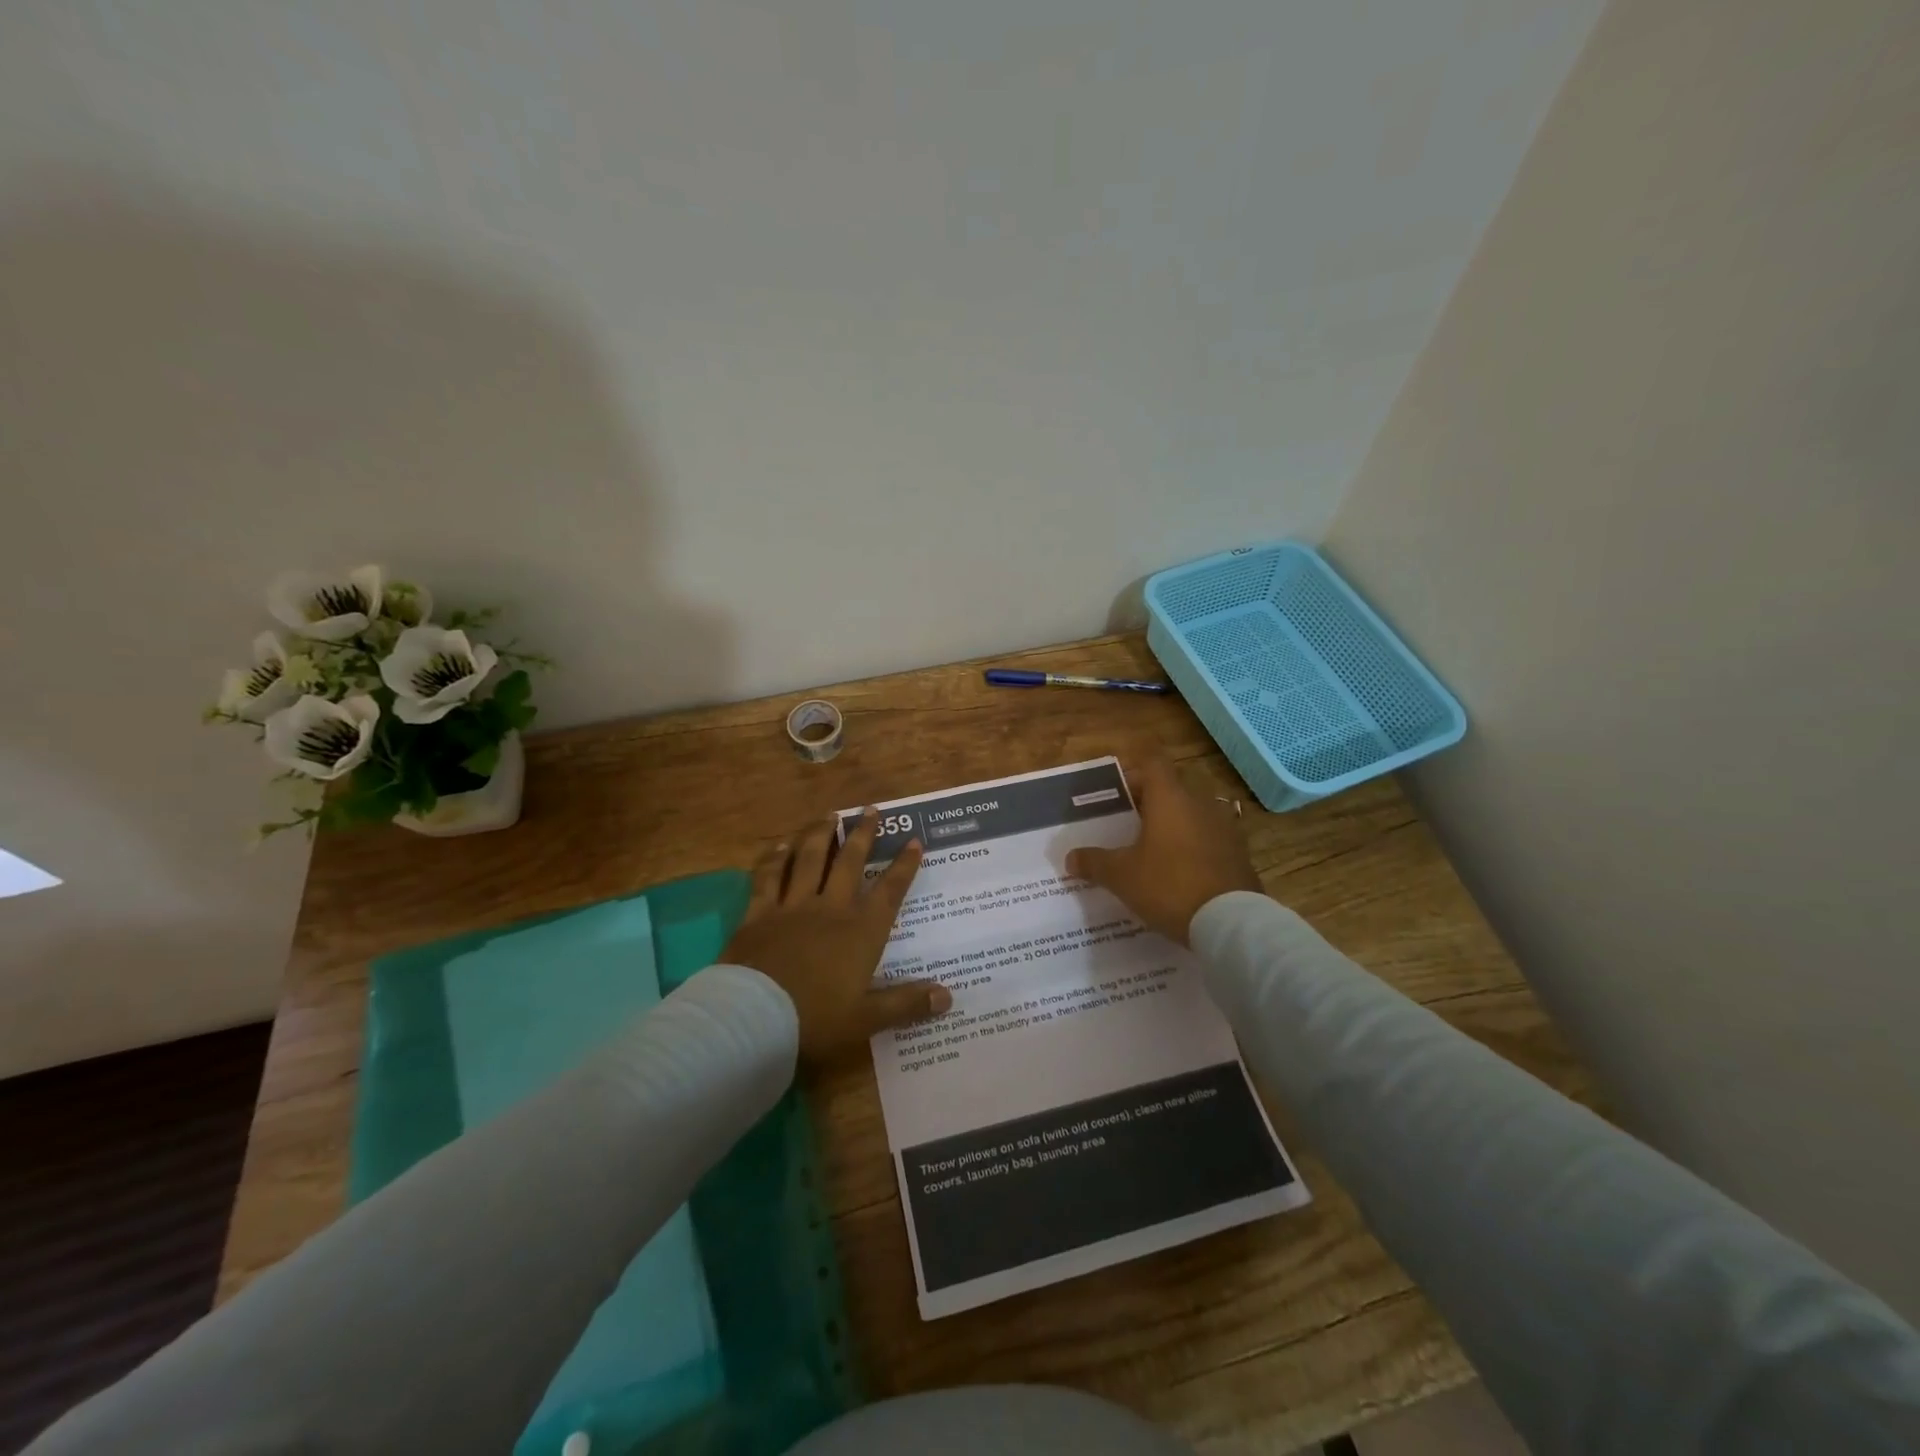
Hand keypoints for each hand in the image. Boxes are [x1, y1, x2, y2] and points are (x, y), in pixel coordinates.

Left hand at [723, 809, 951, 1063]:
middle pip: (850, 863)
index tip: (913, 840)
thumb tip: (948, 997)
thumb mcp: (867, 1019)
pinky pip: (768, 878)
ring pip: (809, 860)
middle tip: (870, 810)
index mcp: (861, 931)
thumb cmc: (816, 1019)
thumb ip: (907, 1004)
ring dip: (820, 835)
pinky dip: (775, 859)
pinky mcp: (759, 914)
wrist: (754, 1017)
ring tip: (828, 815)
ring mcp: (792, 907)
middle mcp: (830, 909)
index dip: (904, 865)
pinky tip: (779, 846)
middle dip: (863, 835)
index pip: (890, 891)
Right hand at [1065, 758, 1262, 944]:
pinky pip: (1209, 840)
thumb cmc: (1169, 886)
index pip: (1153, 762)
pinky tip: (1179, 873)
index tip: (1118, 789)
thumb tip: (1070, 857)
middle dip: (1149, 802)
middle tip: (1127, 824)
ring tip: (1151, 850)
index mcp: (1170, 798)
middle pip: (1172, 789)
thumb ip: (1095, 862)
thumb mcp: (1122, 876)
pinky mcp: (1239, 854)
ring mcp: (1225, 828)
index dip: (1134, 770)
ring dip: (1173, 826)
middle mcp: (1200, 804)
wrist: (1231, 923)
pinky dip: (1192, 848)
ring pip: (1192, 814)